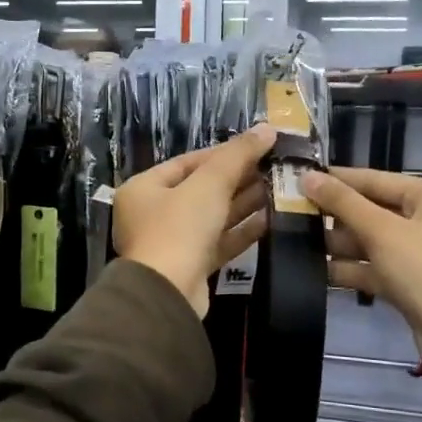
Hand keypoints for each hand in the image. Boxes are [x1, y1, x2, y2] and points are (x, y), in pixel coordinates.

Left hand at [113, 126, 274, 316]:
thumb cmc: (179, 228)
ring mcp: (172, 243)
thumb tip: (267, 128)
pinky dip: (241, 231)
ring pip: (212, 217)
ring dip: (243, 204)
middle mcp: (152, 214)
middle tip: (273, 168)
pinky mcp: (191, 267)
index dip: (223, 153)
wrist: (168, 294)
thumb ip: (238, 155)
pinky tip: (270, 220)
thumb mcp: (209, 184)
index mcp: (144, 189)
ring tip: (277, 189)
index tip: (257, 147)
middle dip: (237, 179)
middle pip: (200, 190)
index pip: (187, 163)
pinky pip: (218, 242)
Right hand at [302, 167, 421, 354]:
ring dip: (337, 244)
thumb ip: (342, 202)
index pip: (374, 179)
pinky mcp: (408, 280)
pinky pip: (374, 266)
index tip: (297, 178)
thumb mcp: (381, 231)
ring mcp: (418, 251)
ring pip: (369, 240)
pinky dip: (350, 268)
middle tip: (291, 213)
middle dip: (334, 216)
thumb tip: (306, 176)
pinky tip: (315, 271)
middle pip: (370, 209)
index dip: (336, 180)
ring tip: (296, 242)